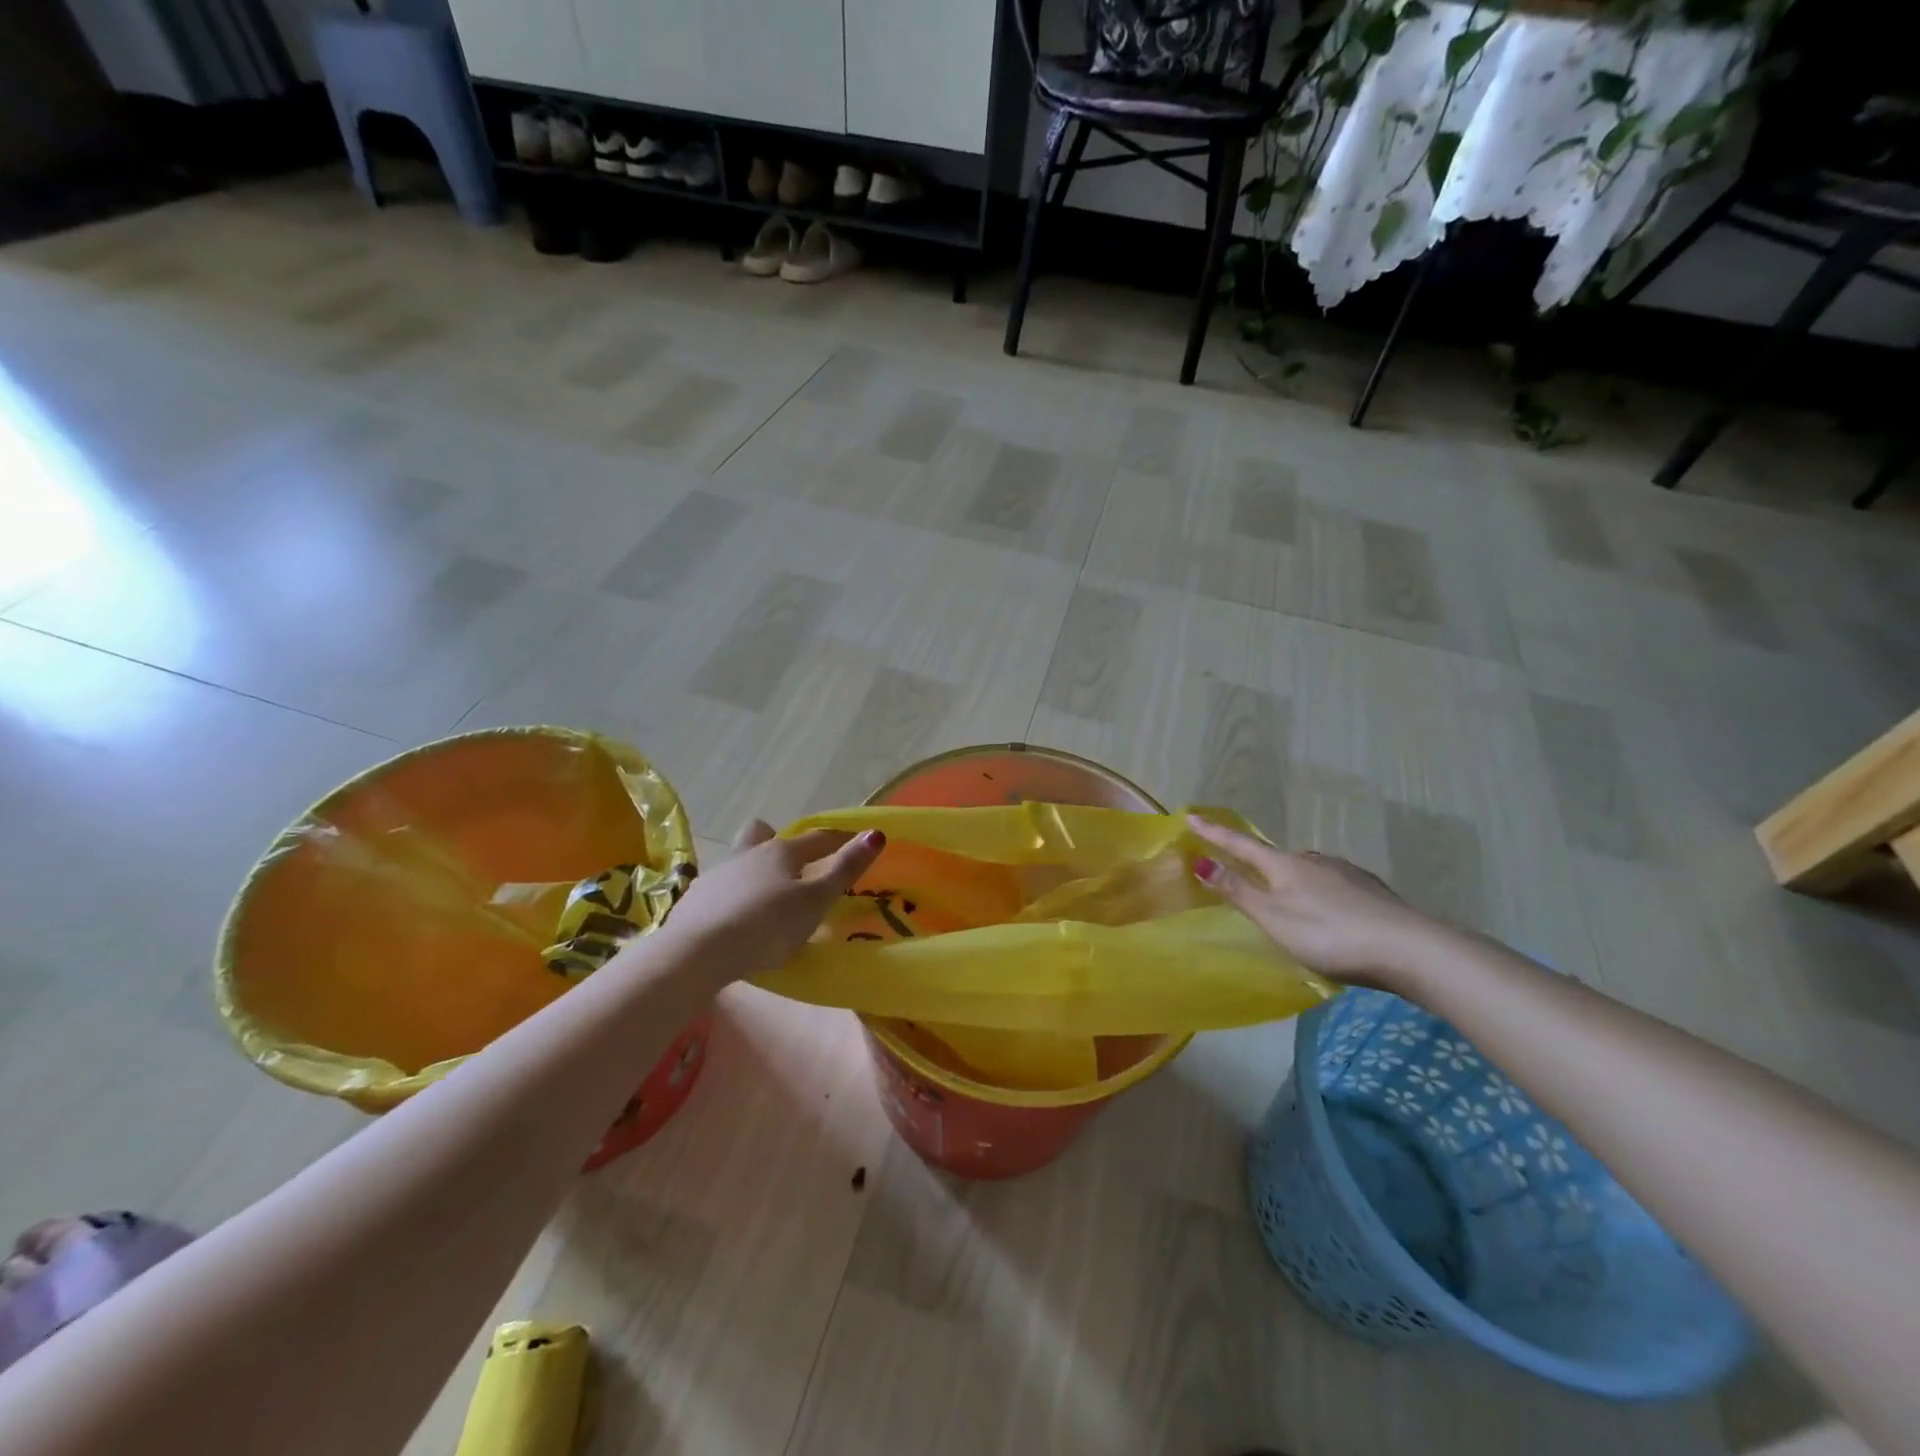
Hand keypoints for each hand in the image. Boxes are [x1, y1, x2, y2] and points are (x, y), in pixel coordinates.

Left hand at [662, 820, 884, 981]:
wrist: (697, 952)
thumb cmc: (767, 925)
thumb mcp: (815, 901)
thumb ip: (845, 869)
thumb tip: (875, 834)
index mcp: (781, 852)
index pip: (817, 838)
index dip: (838, 840)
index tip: (854, 842)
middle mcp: (747, 854)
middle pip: (763, 835)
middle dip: (778, 842)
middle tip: (793, 863)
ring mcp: (717, 876)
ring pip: (740, 862)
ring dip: (754, 871)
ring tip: (765, 898)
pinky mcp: (694, 901)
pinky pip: (720, 890)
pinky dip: (733, 898)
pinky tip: (736, 921)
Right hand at [1186, 815, 1442, 989]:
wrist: (1409, 948)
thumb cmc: (1329, 934)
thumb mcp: (1274, 918)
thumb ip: (1238, 891)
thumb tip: (1201, 860)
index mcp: (1284, 866)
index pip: (1240, 845)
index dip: (1214, 834)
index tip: (1190, 817)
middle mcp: (1313, 860)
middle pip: (1276, 858)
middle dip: (1258, 863)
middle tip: (1245, 875)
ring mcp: (1346, 872)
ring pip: (1307, 871)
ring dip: (1291, 880)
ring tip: (1288, 902)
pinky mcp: (1370, 890)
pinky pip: (1332, 885)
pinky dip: (1320, 894)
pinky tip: (1329, 912)